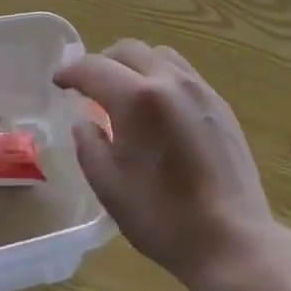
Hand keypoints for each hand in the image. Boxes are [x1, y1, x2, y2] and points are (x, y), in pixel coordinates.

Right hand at [55, 40, 276, 290]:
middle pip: (128, 50)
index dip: (71, 72)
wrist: (232, 240)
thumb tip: (84, 121)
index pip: (94, 68)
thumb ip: (89, 144)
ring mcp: (200, 90)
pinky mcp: (220, 104)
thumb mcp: (109, 186)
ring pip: (159, 56)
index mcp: (138, 99)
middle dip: (102, 62)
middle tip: (88, 86)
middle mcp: (170, 81)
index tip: (58, 82)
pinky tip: (158, 108)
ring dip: (134, 65)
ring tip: (124, 93)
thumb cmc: (163, 217)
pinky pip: (183, 73)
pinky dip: (160, 77)